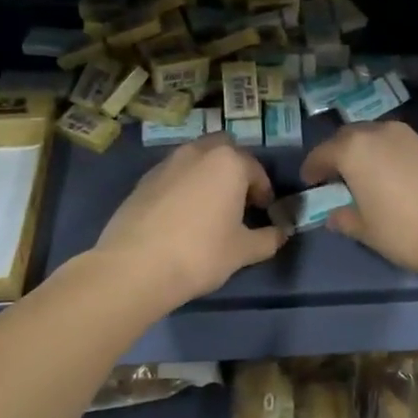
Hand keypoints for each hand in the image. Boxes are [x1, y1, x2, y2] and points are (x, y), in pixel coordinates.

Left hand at [95, 135, 285, 306]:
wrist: (135, 267)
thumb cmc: (200, 253)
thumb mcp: (243, 251)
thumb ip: (269, 238)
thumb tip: (282, 233)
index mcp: (228, 162)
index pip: (256, 169)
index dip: (264, 191)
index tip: (264, 213)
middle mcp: (197, 152)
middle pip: (224, 150)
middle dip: (234, 170)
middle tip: (238, 200)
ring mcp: (166, 164)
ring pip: (195, 159)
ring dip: (207, 175)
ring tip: (209, 208)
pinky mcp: (142, 180)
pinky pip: (173, 175)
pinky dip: (183, 186)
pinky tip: (181, 217)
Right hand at [300, 121, 417, 282]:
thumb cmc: (406, 231)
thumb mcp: (368, 231)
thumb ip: (346, 219)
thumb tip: (335, 216)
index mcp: (355, 149)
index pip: (323, 152)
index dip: (313, 167)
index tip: (309, 180)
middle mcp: (381, 133)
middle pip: (350, 137)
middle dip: (339, 153)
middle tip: (335, 174)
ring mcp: (411, 137)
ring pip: (378, 137)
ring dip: (367, 151)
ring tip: (366, 175)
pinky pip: (401, 146)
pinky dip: (391, 157)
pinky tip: (395, 179)